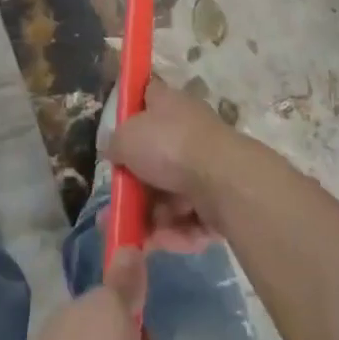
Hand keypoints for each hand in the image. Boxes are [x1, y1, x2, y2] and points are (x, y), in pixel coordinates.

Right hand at [107, 77, 236, 253]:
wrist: (223, 180)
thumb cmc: (169, 146)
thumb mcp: (126, 137)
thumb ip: (115, 144)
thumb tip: (116, 151)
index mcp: (169, 104)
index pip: (147, 96)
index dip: (132, 109)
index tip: (117, 132)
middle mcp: (189, 131)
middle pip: (155, 157)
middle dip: (134, 188)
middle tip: (116, 209)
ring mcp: (207, 166)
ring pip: (171, 194)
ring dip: (151, 217)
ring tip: (132, 236)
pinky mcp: (221, 199)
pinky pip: (190, 217)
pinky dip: (175, 232)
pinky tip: (159, 242)